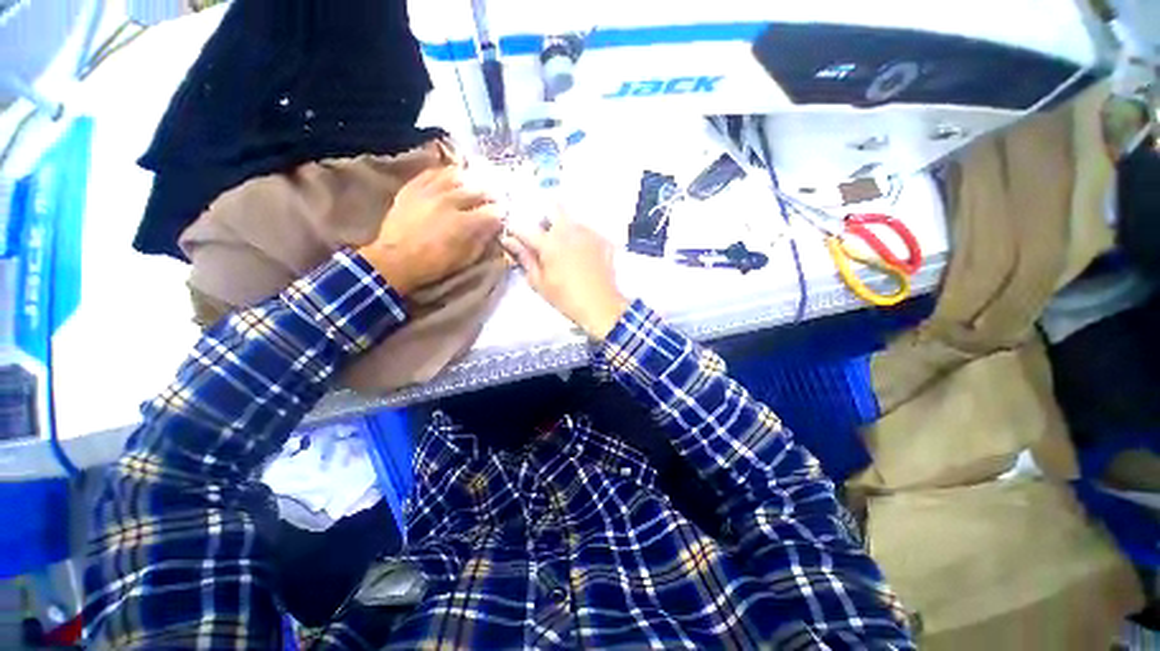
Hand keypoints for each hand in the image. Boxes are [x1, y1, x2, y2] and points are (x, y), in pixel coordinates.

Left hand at [359, 167, 503, 294]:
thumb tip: (493, 229)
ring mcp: (429, 192)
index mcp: (464, 223)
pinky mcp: (413, 188)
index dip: (501, 214)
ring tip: (474, 185)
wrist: (394, 260)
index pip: (492, 212)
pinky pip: (432, 173)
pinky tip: (451, 177)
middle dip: (489, 196)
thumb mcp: (464, 259)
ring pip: (456, 177)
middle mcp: (449, 202)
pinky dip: (445, 173)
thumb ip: (481, 241)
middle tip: (493, 200)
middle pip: (477, 190)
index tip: (503, 216)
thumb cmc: (433, 264)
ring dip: (469, 181)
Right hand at [502, 216, 628, 339]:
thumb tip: (511, 241)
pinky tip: (581, 252)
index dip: (515, 230)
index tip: (513, 236)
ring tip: (563, 244)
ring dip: (563, 225)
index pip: (524, 228)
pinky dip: (580, 236)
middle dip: (543, 215)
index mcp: (548, 242)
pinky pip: (586, 230)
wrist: (601, 306)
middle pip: (553, 207)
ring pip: (571, 218)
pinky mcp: (602, 240)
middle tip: (542, 234)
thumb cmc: (566, 298)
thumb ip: (525, 259)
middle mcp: (568, 230)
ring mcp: (588, 233)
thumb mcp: (540, 283)